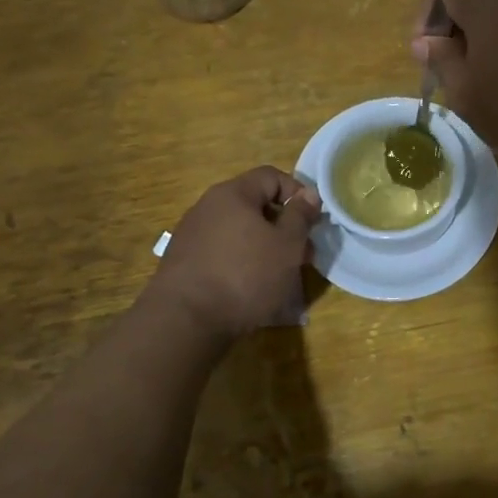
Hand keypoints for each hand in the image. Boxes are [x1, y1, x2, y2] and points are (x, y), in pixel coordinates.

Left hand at [149, 167, 318, 338]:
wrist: (185, 321)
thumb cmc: (245, 275)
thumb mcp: (287, 245)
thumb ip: (300, 216)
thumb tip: (308, 194)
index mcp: (232, 194)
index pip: (270, 176)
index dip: (297, 192)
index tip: (313, 220)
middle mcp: (208, 208)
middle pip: (254, 207)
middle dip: (283, 228)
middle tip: (303, 256)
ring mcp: (192, 236)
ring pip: (240, 234)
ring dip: (265, 250)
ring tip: (282, 279)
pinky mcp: (184, 264)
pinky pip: (223, 256)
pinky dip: (243, 267)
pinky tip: (253, 293)